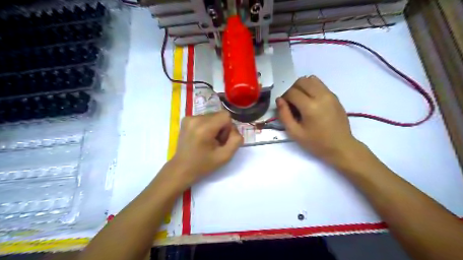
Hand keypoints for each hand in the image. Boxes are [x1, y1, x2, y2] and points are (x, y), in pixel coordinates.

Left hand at [170, 111, 242, 187]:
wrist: (182, 168)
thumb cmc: (203, 165)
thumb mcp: (225, 156)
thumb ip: (236, 140)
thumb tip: (235, 130)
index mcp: (204, 128)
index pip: (226, 116)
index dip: (228, 128)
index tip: (222, 140)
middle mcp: (195, 119)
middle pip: (219, 115)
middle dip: (221, 128)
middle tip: (216, 142)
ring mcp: (189, 117)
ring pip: (212, 116)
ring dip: (215, 127)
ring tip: (208, 141)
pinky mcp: (186, 119)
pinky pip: (204, 118)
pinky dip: (207, 126)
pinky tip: (201, 137)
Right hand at [277, 76, 358, 163]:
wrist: (340, 146)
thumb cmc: (316, 142)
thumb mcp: (295, 132)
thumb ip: (284, 115)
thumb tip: (279, 100)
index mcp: (310, 107)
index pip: (292, 92)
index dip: (284, 98)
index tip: (285, 107)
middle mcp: (321, 96)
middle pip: (301, 81)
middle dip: (292, 90)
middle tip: (292, 103)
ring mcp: (330, 94)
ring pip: (311, 79)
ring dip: (302, 86)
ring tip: (301, 100)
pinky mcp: (335, 96)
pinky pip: (320, 84)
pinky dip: (311, 88)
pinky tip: (311, 101)